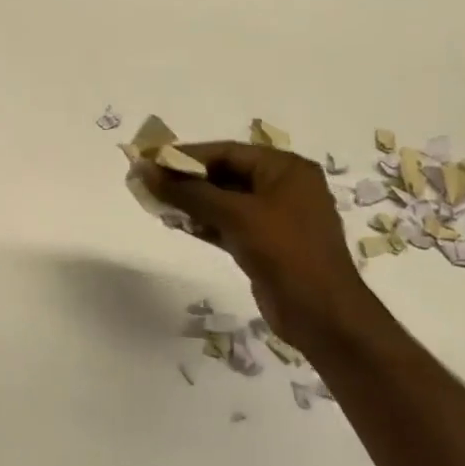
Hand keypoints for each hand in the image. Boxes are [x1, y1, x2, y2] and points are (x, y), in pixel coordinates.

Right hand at [135, 143, 379, 345]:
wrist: (321, 313)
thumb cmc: (285, 252)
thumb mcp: (235, 215)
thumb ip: (188, 192)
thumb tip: (144, 169)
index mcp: (285, 168)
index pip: (227, 152)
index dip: (186, 155)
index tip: (149, 159)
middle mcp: (282, 187)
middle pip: (224, 174)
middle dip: (186, 179)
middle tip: (147, 182)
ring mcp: (274, 217)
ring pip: (223, 201)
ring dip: (190, 202)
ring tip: (154, 202)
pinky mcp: (264, 244)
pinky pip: (227, 224)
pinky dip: (203, 222)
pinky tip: (175, 224)